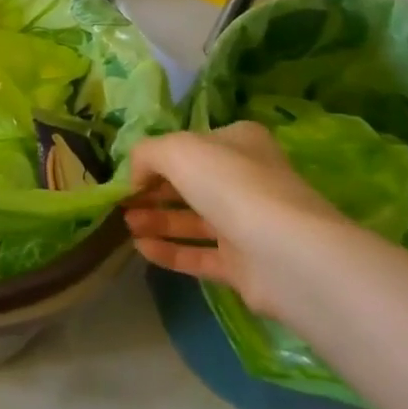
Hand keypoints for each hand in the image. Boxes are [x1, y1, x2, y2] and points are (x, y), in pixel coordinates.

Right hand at [123, 122, 347, 318]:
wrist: (285, 253)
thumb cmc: (230, 184)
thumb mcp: (177, 149)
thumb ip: (147, 154)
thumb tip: (135, 176)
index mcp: (237, 142)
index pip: (191, 145)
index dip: (157, 157)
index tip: (129, 173)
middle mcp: (245, 179)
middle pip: (189, 183)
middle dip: (152, 191)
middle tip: (122, 202)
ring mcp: (246, 224)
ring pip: (192, 220)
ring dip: (156, 220)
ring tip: (125, 225)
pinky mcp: (244, 266)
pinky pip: (199, 255)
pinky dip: (169, 251)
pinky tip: (141, 249)